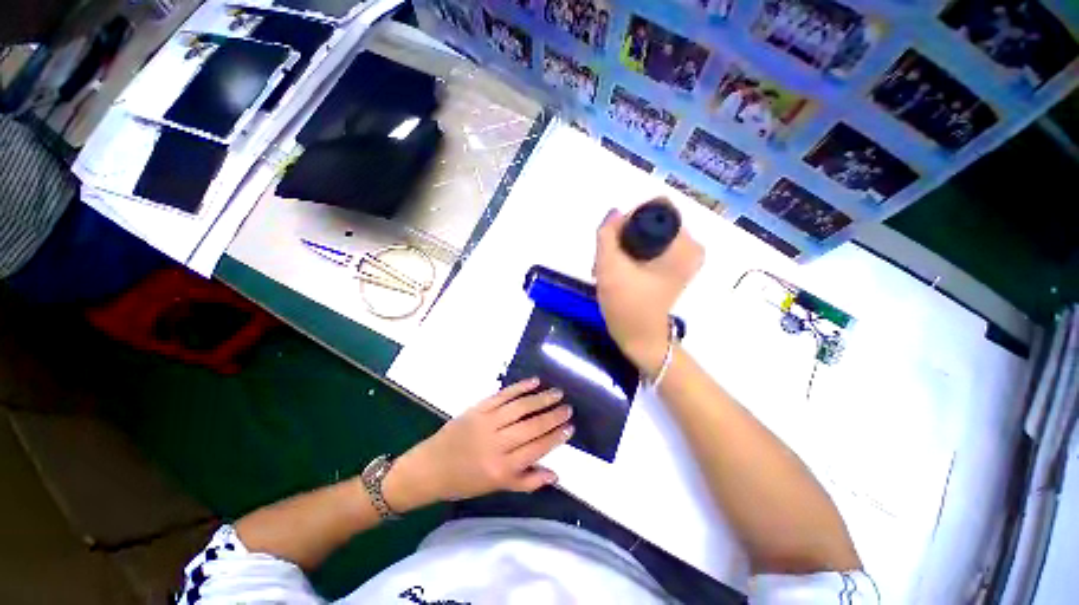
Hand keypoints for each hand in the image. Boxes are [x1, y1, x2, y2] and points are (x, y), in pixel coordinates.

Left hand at [383, 378, 573, 511]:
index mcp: (502, 468)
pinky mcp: (478, 408)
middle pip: (532, 426)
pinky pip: (502, 395)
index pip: (537, 448)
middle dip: (553, 416)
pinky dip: (520, 387)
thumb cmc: (465, 481)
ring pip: (520, 407)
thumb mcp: (496, 487)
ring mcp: (487, 422)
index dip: (556, 437)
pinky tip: (534, 382)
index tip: (570, 427)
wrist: (431, 467)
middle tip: (568, 408)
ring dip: (541, 398)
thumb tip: (555, 474)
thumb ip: (527, 481)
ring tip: (557, 393)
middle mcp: (497, 444)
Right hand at [593, 201, 703, 376]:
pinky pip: (651, 247)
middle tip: (609, 259)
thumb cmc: (626, 305)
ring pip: (648, 234)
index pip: (656, 207)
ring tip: (609, 267)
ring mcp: (684, 258)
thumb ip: (607, 234)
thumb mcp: (609, 267)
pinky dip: (632, 254)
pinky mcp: (675, 267)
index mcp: (684, 244)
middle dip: (624, 235)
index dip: (629, 219)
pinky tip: (618, 270)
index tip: (614, 242)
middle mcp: (690, 246)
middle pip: (651, 221)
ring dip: (625, 246)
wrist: (639, 337)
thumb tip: (614, 213)